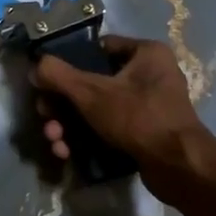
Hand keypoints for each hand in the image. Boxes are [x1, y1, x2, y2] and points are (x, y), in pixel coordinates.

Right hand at [34, 35, 211, 171]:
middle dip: (63, 105)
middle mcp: (151, 74)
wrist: (179, 168)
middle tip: (45, 118)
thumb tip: (36, 66)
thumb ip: (58, 75)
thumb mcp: (92, 92)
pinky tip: (68, 154)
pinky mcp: (146, 133)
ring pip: (98, 109)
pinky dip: (88, 138)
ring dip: (70, 125)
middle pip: (92, 83)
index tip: (48, 82)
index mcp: (146, 53)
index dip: (69, 62)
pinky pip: (110, 128)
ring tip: (55, 142)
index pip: (98, 48)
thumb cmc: (138, 117)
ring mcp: (149, 106)